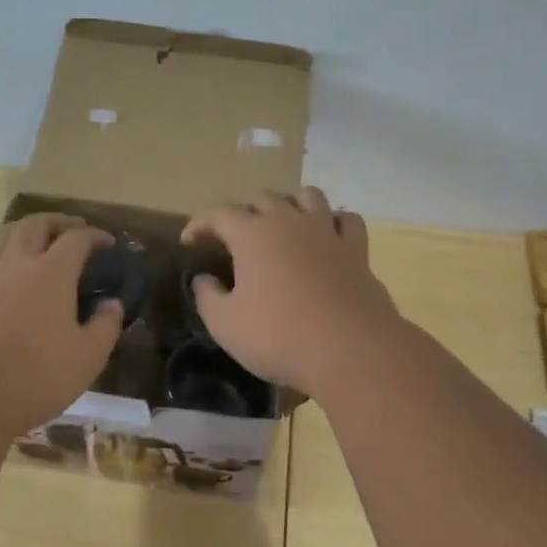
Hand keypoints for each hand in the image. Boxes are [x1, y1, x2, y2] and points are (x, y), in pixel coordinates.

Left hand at [0, 213, 124, 436]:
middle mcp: (16, 264)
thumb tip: (112, 303)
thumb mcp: (88, 358)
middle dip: (57, 221)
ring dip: (22, 229)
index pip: (77, 239)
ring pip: (1, 235)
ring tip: (33, 237)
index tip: (107, 242)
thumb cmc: (37, 377)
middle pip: (35, 224)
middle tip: (72, 228)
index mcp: (52, 273)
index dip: (95, 235)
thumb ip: (106, 326)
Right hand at [180, 188, 400, 397]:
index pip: (219, 213)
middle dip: (244, 213)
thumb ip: (207, 297)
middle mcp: (289, 221)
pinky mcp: (357, 249)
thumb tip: (203, 279)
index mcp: (252, 234)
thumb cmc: (278, 336)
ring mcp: (327, 231)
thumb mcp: (225, 324)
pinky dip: (333, 221)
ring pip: (307, 196)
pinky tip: (327, 235)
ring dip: (289, 204)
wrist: (350, 350)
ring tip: (281, 225)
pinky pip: (346, 219)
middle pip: (263, 198)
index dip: (200, 224)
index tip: (189, 242)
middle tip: (235, 240)